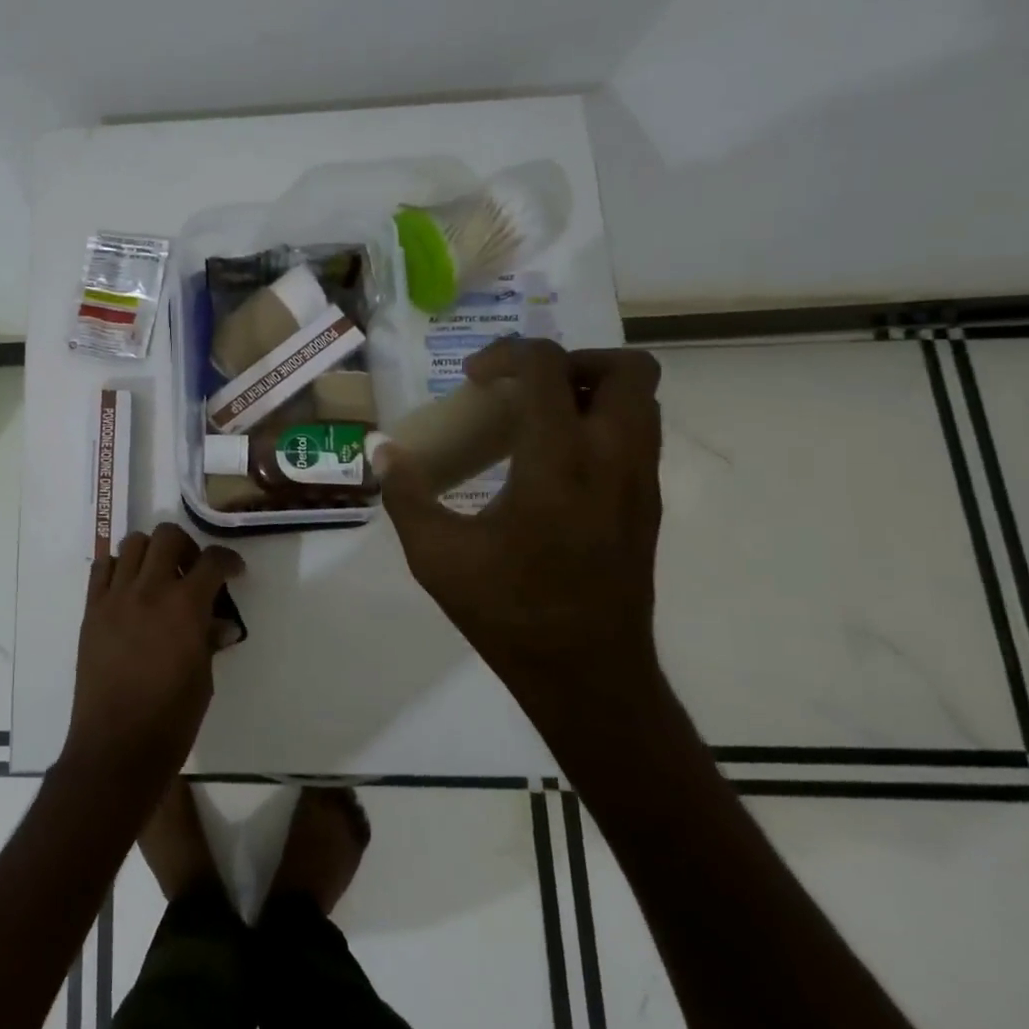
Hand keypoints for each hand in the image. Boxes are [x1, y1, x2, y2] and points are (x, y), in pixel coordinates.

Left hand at [63, 523, 244, 795]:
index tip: (233, 571)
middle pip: (168, 536)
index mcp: (185, 607)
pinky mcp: (92, 610)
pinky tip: (129, 589)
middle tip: (192, 570)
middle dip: (187, 546)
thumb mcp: (203, 679)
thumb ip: (209, 640)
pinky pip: (102, 568)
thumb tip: (221, 624)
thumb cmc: (171, 720)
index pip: (212, 562)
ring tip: (159, 576)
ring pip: (133, 543)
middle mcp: (149, 591)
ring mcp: (115, 597)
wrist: (116, 747)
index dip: (228, 560)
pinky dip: (119, 568)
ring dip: (152, 552)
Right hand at [381, 339, 665, 750]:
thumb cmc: (507, 612)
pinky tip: (549, 463)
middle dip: (569, 361)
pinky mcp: (648, 505)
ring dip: (588, 390)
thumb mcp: (435, 554)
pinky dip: (598, 424)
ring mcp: (640, 482)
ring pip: (641, 400)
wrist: (586, 674)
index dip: (508, 354)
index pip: (550, 369)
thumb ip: (405, 493)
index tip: (472, 379)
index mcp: (559, 463)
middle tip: (521, 387)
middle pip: (625, 368)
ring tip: (534, 419)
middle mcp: (613, 459)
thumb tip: (381, 450)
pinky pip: (637, 435)